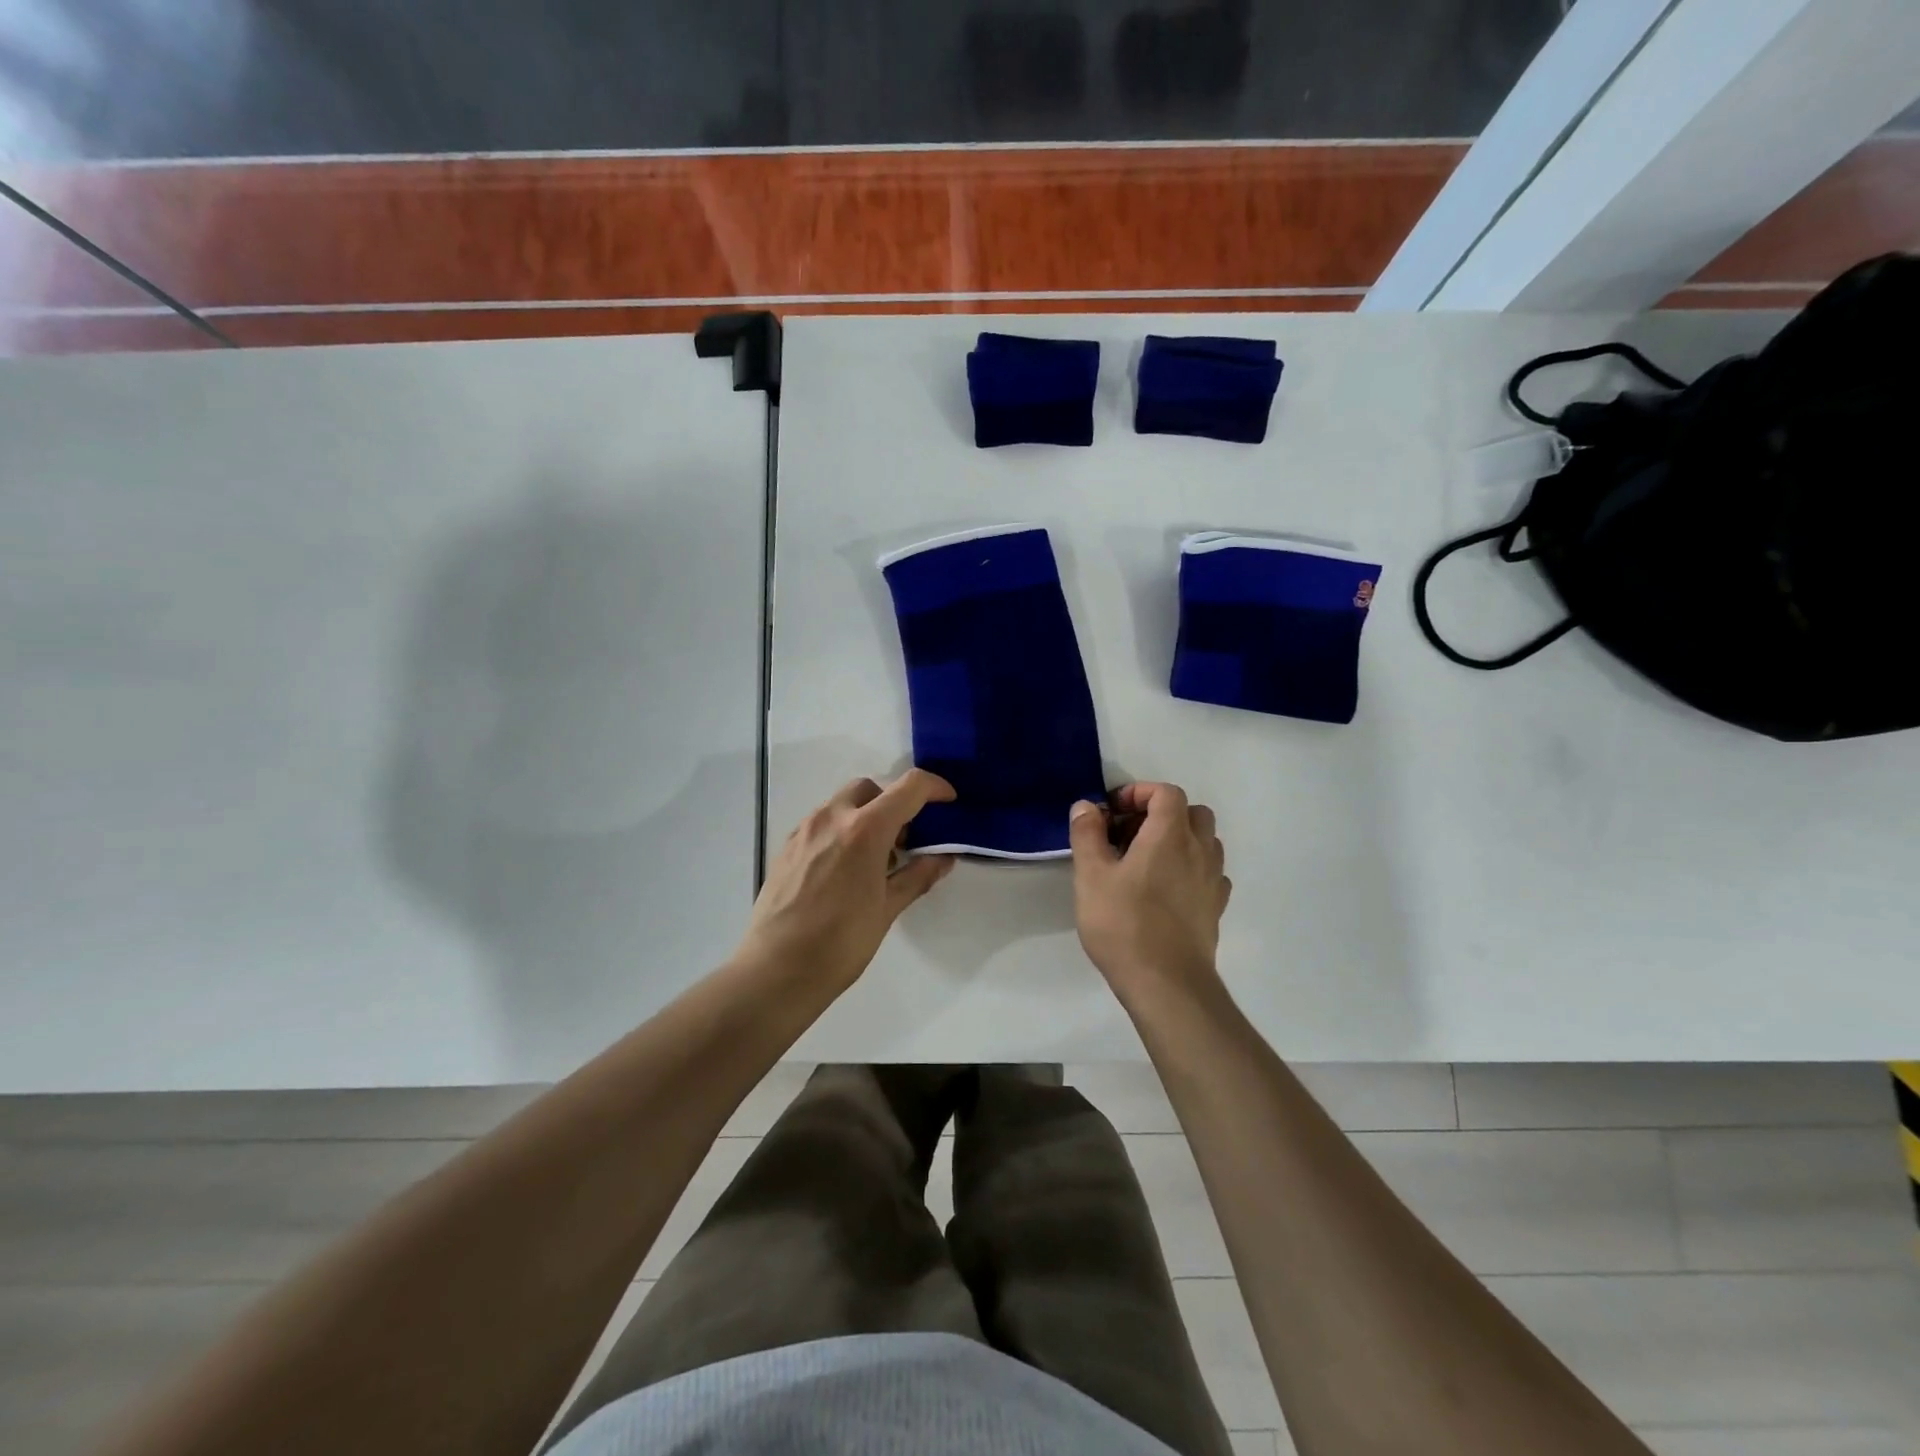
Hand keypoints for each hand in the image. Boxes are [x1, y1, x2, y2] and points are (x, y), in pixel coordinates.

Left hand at [737, 770, 956, 990]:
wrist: (776, 970)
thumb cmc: (841, 942)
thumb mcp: (888, 909)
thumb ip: (918, 875)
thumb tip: (943, 857)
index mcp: (865, 830)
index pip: (909, 788)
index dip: (935, 787)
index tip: (948, 802)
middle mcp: (832, 818)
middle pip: (870, 789)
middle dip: (893, 803)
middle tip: (904, 840)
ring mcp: (804, 830)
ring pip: (842, 804)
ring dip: (865, 817)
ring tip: (873, 861)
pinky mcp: (786, 846)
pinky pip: (820, 824)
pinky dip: (840, 832)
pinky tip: (843, 871)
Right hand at [1068, 782, 1230, 994]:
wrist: (1167, 984)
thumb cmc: (1123, 924)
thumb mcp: (1091, 876)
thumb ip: (1087, 834)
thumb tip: (1087, 806)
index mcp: (1170, 836)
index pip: (1166, 793)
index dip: (1139, 792)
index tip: (1113, 812)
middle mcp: (1199, 851)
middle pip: (1193, 812)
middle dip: (1161, 813)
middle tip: (1129, 834)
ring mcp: (1213, 881)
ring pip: (1205, 842)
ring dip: (1179, 839)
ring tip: (1147, 861)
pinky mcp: (1216, 908)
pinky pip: (1210, 873)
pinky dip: (1191, 868)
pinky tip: (1167, 889)